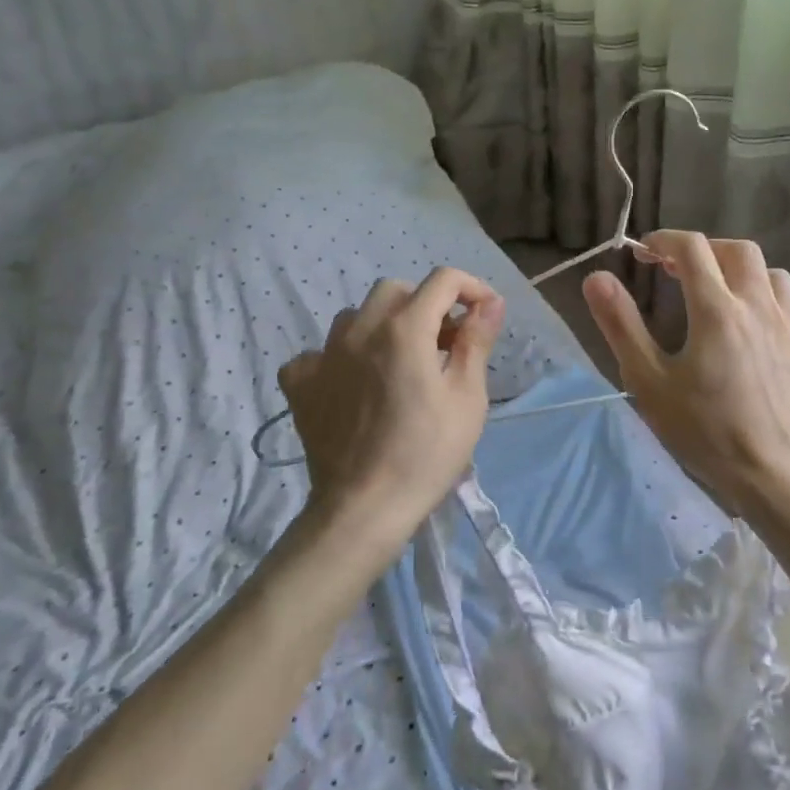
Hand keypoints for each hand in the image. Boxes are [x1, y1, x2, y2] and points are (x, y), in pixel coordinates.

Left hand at [277, 267, 504, 545]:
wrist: (364, 509)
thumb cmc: (427, 453)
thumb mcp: (467, 398)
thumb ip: (476, 341)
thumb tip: (490, 303)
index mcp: (404, 328)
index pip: (443, 280)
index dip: (471, 288)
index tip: (484, 315)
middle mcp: (360, 328)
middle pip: (396, 290)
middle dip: (425, 304)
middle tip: (443, 342)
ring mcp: (323, 354)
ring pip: (356, 316)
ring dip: (383, 326)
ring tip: (399, 362)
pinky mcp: (300, 383)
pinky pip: (319, 353)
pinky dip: (340, 359)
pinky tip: (352, 384)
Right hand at [583, 232, 789, 517]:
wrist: (775, 473)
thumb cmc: (705, 431)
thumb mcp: (649, 382)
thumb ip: (622, 325)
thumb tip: (596, 279)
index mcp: (716, 309)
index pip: (691, 248)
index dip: (663, 240)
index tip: (644, 253)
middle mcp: (756, 304)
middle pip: (734, 249)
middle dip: (701, 249)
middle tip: (674, 269)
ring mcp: (788, 322)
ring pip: (766, 269)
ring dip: (735, 267)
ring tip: (714, 288)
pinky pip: (788, 296)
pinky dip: (764, 288)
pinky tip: (750, 314)